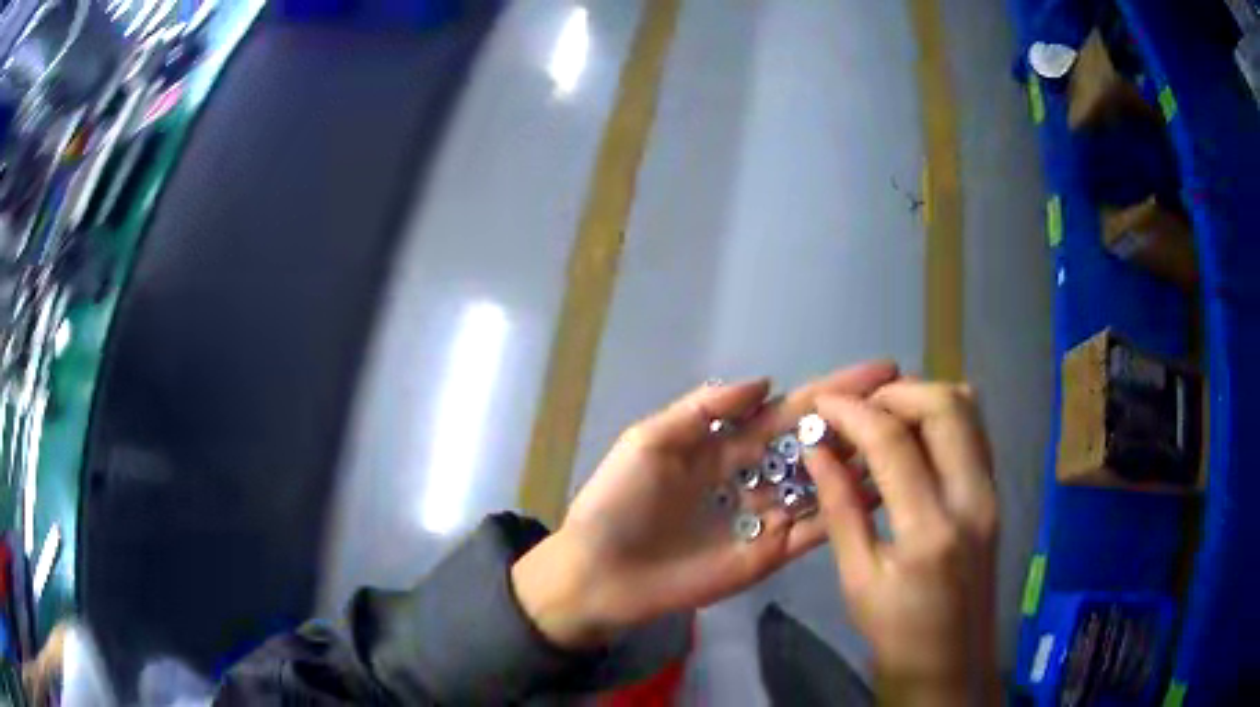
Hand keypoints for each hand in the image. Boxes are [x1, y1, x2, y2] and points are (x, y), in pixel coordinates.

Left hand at [512, 361, 898, 648]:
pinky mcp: (771, 553)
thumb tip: (768, 381)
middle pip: (819, 444)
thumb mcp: (650, 441)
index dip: (834, 390)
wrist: (601, 572)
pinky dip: (848, 510)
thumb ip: (703, 409)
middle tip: (907, 401)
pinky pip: (816, 528)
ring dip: (863, 462)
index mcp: (729, 445)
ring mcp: (769, 516)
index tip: (880, 369)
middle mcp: (758, 476)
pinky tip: (882, 489)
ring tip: (907, 439)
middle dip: (860, 422)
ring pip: (826, 484)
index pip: (792, 410)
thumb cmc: (618, 502)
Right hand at [803, 381, 998, 705]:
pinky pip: (974, 432)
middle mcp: (973, 499)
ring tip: (881, 418)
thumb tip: (817, 451)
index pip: (894, 443)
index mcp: (930, 531)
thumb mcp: (857, 579)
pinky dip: (941, 418)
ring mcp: (992, 492)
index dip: (853, 414)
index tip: (822, 406)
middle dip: (894, 393)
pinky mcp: (995, 494)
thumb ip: (840, 508)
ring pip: (968, 409)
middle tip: (856, 410)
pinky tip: (911, 439)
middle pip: (945, 405)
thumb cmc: (897, 633)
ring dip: (921, 399)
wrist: (952, 663)